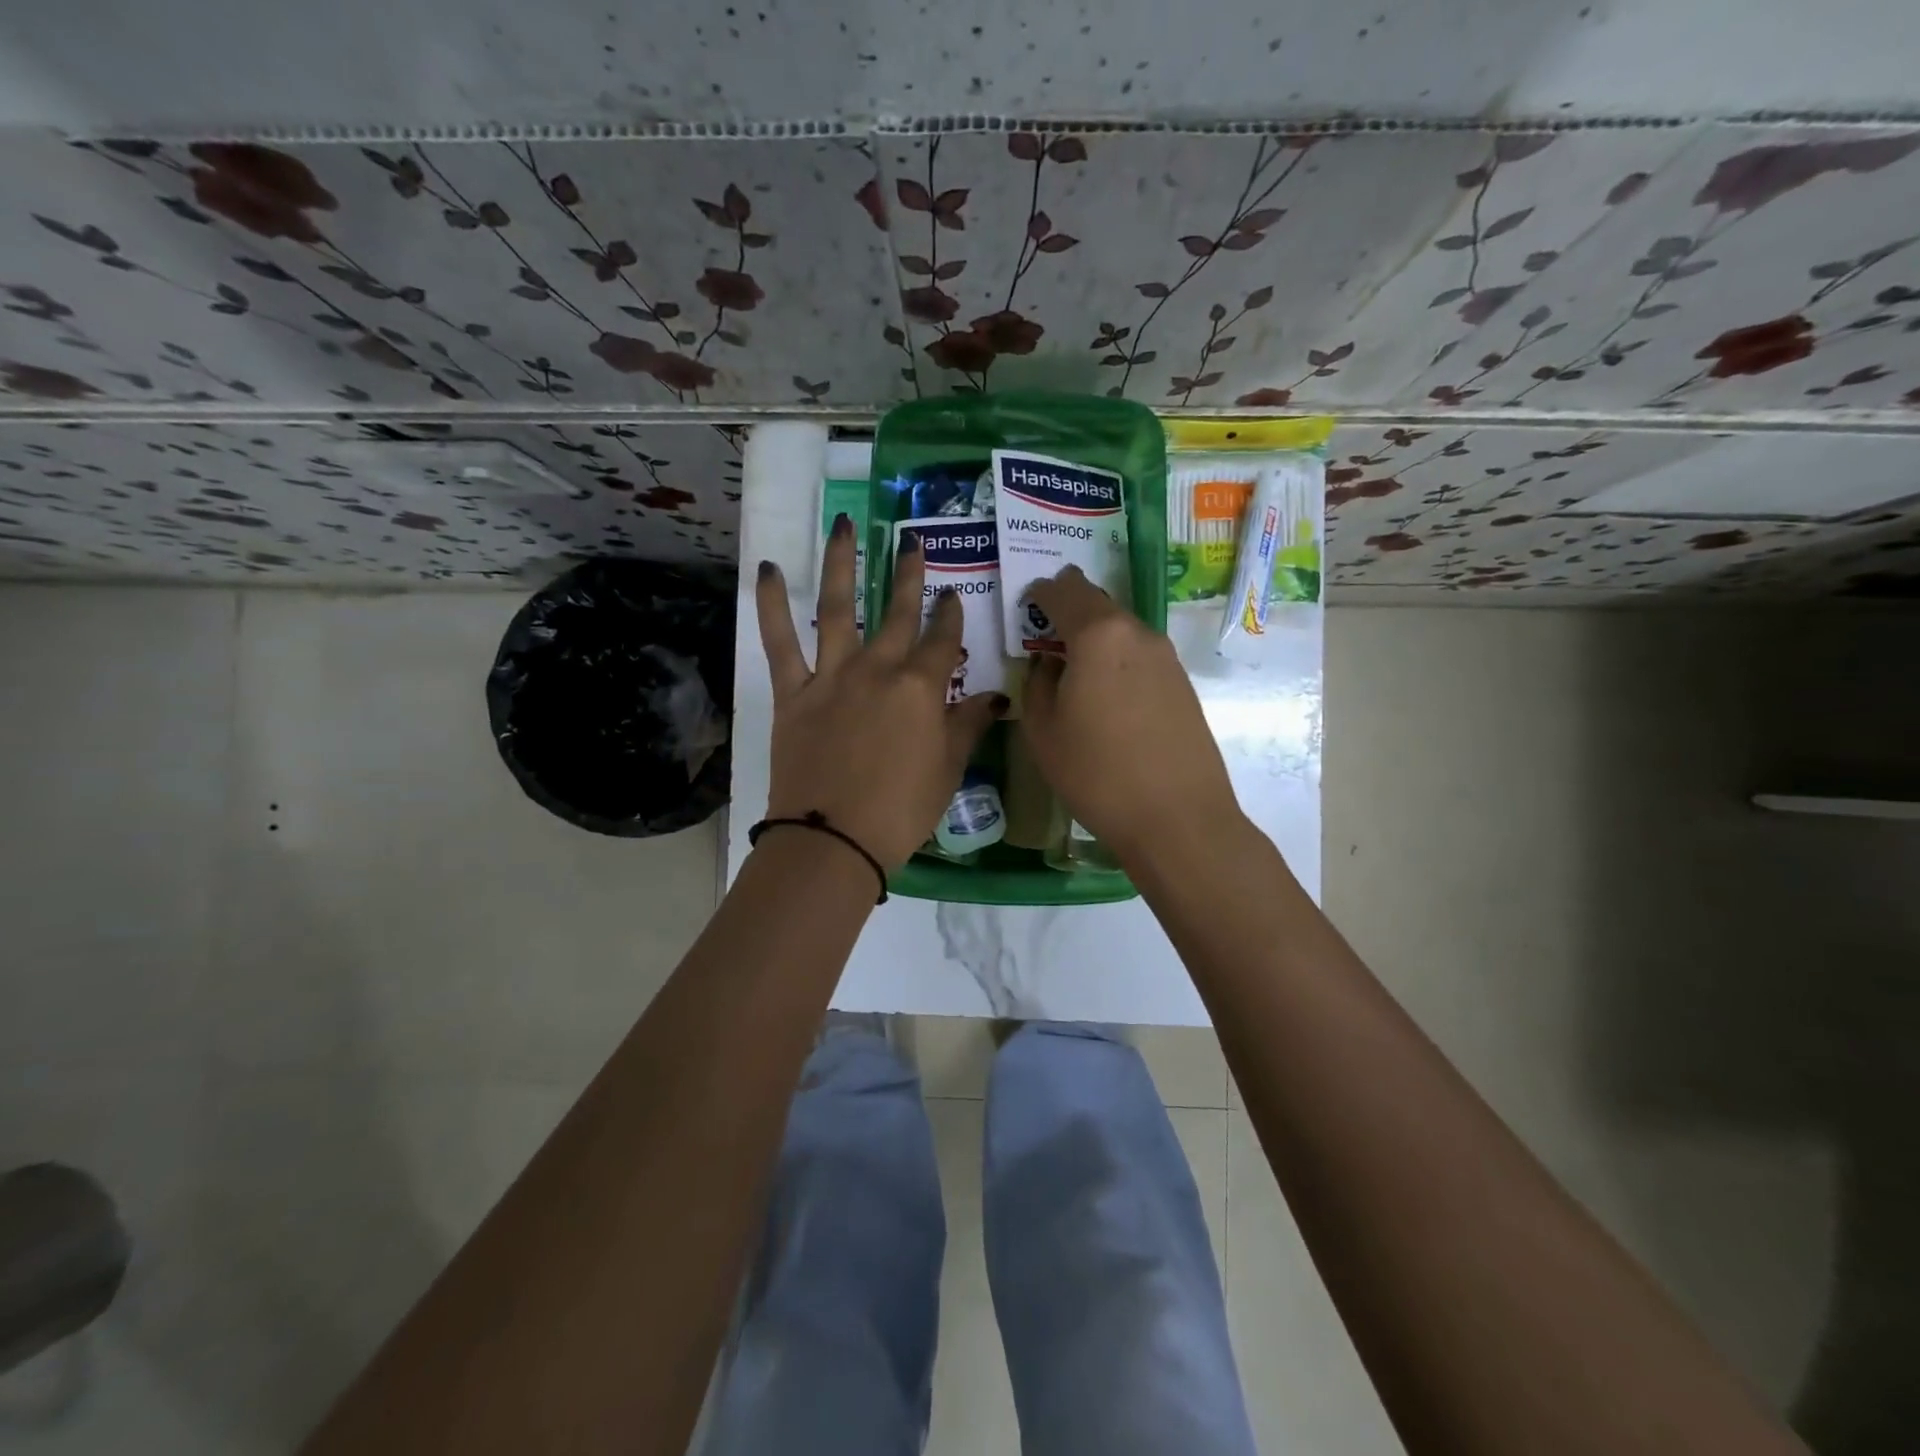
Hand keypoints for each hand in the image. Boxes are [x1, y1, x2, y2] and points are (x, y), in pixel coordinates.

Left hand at [757, 517, 1005, 870]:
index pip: (942, 641)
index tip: (953, 596)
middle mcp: (878, 669)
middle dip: (908, 575)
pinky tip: (769, 568)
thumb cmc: (901, 810)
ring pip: (839, 607)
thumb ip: (969, 726)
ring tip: (845, 525)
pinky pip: (779, 640)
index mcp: (921, 688)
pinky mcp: (793, 691)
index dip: (950, 617)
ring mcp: (832, 675)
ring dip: (842, 563)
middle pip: (897, 612)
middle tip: (911, 543)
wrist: (833, 838)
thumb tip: (996, 698)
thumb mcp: (948, 769)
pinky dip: (772, 603)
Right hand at [1022, 566, 1240, 864]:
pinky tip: (1106, 690)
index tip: (1027, 601)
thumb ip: (1037, 684)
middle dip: (1070, 607)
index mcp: (1098, 635)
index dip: (1041, 592)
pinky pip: (1139, 655)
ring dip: (1095, 635)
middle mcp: (1137, 633)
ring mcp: (1166, 657)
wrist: (1178, 818)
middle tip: (1046, 625)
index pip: (1064, 592)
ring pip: (1121, 629)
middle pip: (1098, 603)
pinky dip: (1117, 658)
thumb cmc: (1097, 774)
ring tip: (1073, 662)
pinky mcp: (1183, 683)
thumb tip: (1050, 664)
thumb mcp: (1043, 731)